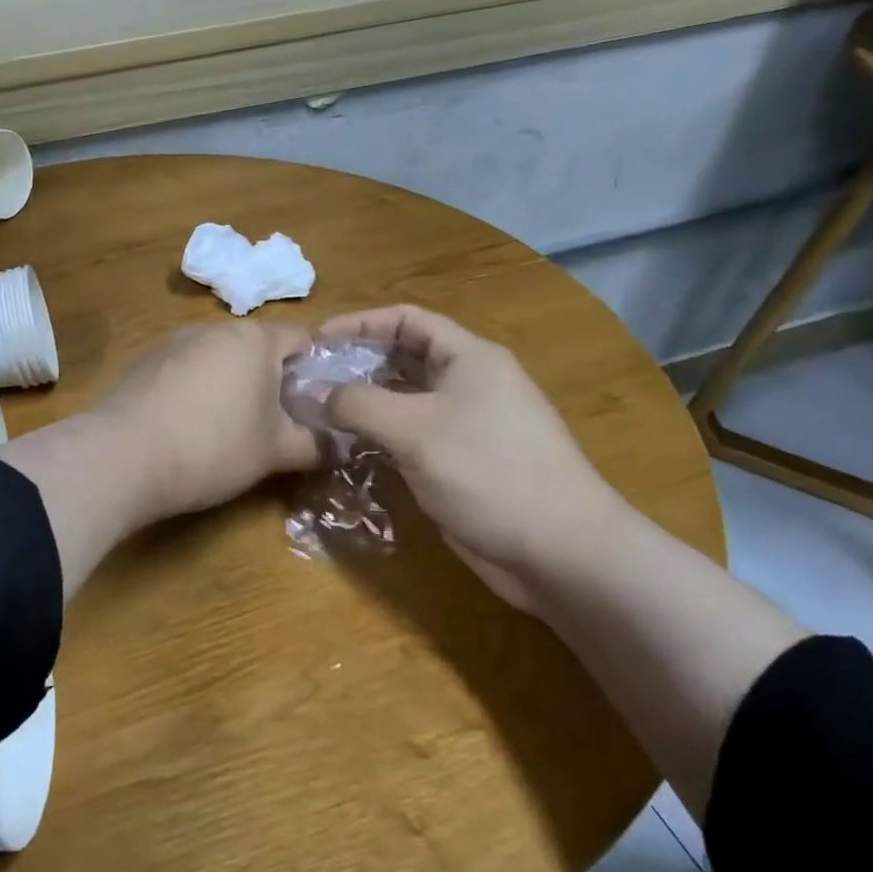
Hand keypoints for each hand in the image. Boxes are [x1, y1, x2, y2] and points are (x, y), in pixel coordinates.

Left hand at [94, 321, 318, 522]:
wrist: (124, 457)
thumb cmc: (214, 446)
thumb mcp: (275, 452)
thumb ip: (317, 444)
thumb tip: (346, 444)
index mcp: (254, 338)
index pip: (302, 338)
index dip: (317, 370)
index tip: (319, 405)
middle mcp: (213, 329)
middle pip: (258, 347)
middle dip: (273, 380)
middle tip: (280, 423)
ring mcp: (173, 343)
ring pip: (219, 359)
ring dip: (233, 385)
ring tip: (232, 429)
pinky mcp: (143, 364)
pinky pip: (186, 372)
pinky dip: (197, 391)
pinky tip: (188, 428)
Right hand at [321, 307, 628, 610]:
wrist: (561, 551)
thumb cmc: (489, 472)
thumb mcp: (414, 429)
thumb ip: (359, 404)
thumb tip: (317, 393)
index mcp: (469, 358)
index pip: (408, 320)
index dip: (361, 323)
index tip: (317, 340)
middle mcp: (469, 384)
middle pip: (404, 358)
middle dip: (358, 364)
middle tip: (312, 379)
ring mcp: (468, 426)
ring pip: (406, 401)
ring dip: (366, 404)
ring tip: (320, 413)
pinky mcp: (462, 464)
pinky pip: (413, 437)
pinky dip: (381, 437)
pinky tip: (350, 449)